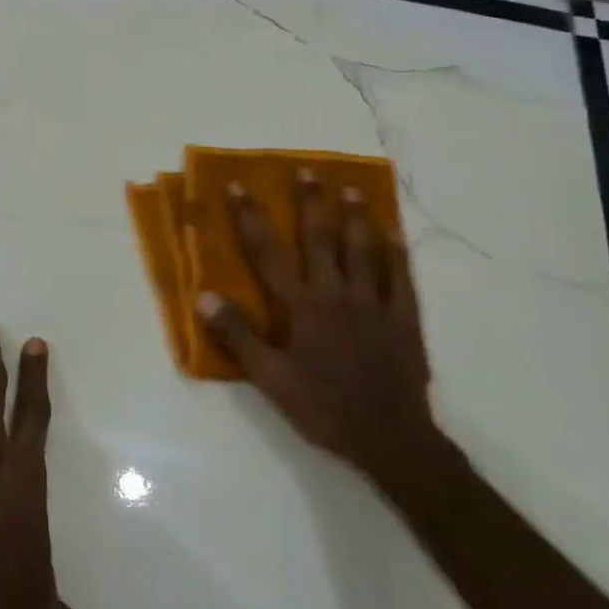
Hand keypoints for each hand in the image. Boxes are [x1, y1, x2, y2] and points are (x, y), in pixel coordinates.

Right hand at [198, 170, 440, 483]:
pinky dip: (396, 252)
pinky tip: (394, 233)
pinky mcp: (404, 319)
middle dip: (310, 203)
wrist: (389, 438)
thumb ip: (237, 335)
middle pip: (319, 239)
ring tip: (352, 190)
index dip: (250, 218)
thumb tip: (204, 296)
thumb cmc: (322, 407)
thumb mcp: (269, 379)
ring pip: (363, 250)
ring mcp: (374, 304)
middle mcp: (336, 294)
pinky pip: (402, 277)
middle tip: (307, 170)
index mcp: (300, 307)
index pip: (268, 253)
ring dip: (356, 217)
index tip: (239, 186)